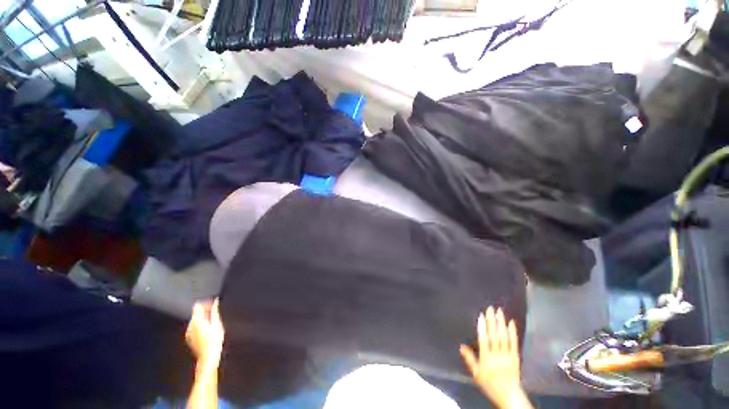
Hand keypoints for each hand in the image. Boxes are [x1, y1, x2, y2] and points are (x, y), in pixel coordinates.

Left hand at [186, 299, 224, 367]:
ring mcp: (188, 333)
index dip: (205, 303)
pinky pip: (194, 328)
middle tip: (215, 314)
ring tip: (213, 323)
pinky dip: (200, 327)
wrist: (208, 356)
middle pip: (196, 314)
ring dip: (203, 319)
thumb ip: (215, 311)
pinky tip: (208, 331)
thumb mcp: (217, 323)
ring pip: (195, 321)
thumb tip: (215, 301)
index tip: (213, 305)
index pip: (197, 306)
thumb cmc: (214, 339)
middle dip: (205, 312)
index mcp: (197, 320)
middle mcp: (190, 325)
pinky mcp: (189, 339)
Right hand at [460, 307, 531, 408]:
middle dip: (492, 321)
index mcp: (486, 359)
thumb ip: (469, 359)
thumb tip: (461, 346)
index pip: (484, 340)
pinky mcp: (515, 357)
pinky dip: (512, 333)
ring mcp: (507, 356)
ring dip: (501, 323)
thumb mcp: (476, 374)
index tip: (481, 316)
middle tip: (490, 308)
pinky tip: (511, 323)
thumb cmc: (490, 385)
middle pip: (494, 336)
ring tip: (499, 312)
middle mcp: (497, 356)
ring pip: (504, 338)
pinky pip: (514, 344)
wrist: (509, 396)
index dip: (482, 328)